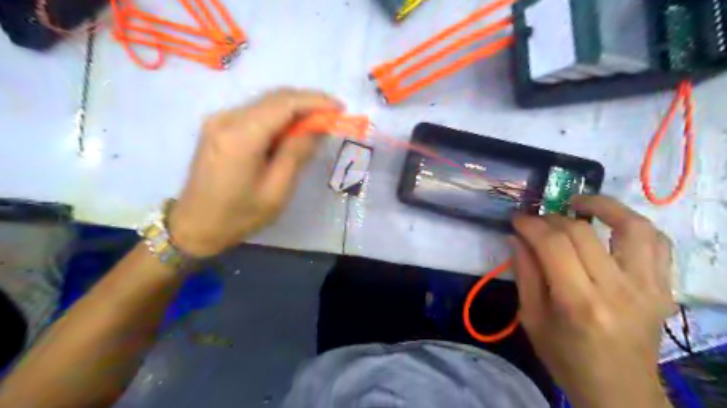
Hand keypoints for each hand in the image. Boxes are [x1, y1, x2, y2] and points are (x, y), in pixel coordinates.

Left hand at [170, 88, 344, 256]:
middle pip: (275, 97)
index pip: (284, 104)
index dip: (315, 101)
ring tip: (318, 123)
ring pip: (266, 102)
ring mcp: (219, 119)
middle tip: (333, 116)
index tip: (340, 108)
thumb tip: (316, 128)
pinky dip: (279, 116)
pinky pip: (256, 112)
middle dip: (308, 102)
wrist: (195, 226)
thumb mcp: (276, 191)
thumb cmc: (239, 215)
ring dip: (294, 108)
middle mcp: (227, 118)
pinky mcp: (218, 126)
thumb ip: (296, 153)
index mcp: (241, 136)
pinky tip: (292, 130)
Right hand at [510, 195, 675, 406]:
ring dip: (603, 205)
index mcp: (578, 303)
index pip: (552, 245)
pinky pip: (657, 243)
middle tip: (536, 219)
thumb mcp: (532, 319)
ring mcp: (647, 287)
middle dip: (551, 217)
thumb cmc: (566, 358)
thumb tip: (516, 238)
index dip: (531, 225)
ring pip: (632, 227)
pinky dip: (633, 224)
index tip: (517, 218)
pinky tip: (611, 224)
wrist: (619, 390)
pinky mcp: (663, 288)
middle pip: (582, 232)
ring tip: (579, 203)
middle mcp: (617, 290)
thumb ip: (525, 274)